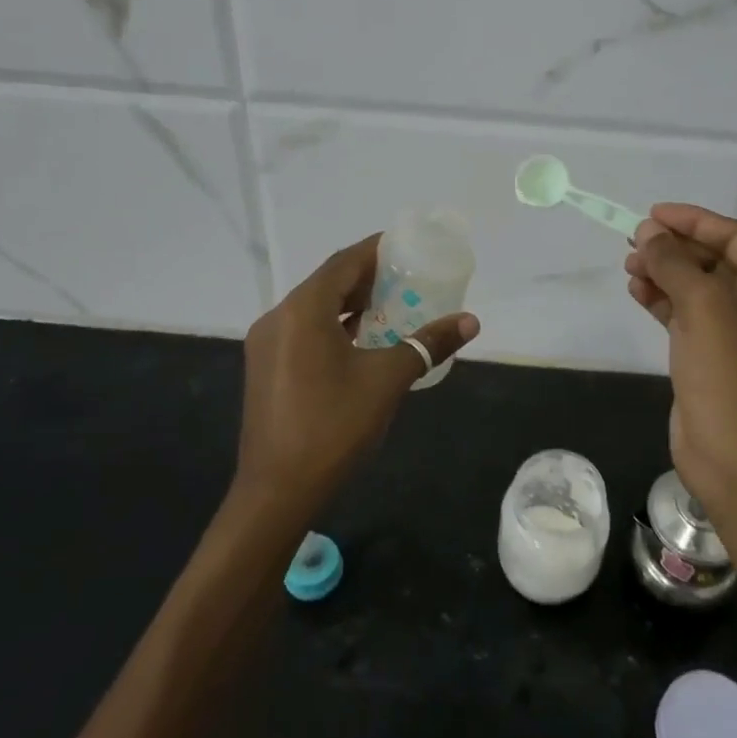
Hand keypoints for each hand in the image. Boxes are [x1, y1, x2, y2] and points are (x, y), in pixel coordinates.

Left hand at [237, 234, 479, 509]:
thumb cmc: (334, 426)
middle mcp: (278, 318)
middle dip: (366, 277)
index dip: (375, 250)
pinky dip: (332, 326)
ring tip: (390, 305)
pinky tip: (361, 341)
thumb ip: (428, 344)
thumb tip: (470, 321)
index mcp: (303, 310)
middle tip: (406, 277)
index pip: (343, 262)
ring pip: (313, 308)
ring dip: (349, 303)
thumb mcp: (388, 380)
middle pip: (326, 282)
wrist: (277, 491)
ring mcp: (266, 345)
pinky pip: (303, 331)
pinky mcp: (265, 369)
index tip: (406, 246)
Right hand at [624, 204, 736, 516]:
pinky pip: (683, 313)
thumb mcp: (703, 306)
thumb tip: (647, 233)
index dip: (694, 220)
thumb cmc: (729, 372)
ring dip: (663, 272)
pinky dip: (660, 299)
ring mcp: (733, 331)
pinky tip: (636, 291)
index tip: (653, 214)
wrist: (733, 454)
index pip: (734, 236)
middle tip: (633, 242)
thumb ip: (674, 262)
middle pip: (713, 259)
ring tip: (629, 266)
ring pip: (694, 286)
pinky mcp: (708, 353)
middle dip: (674, 247)